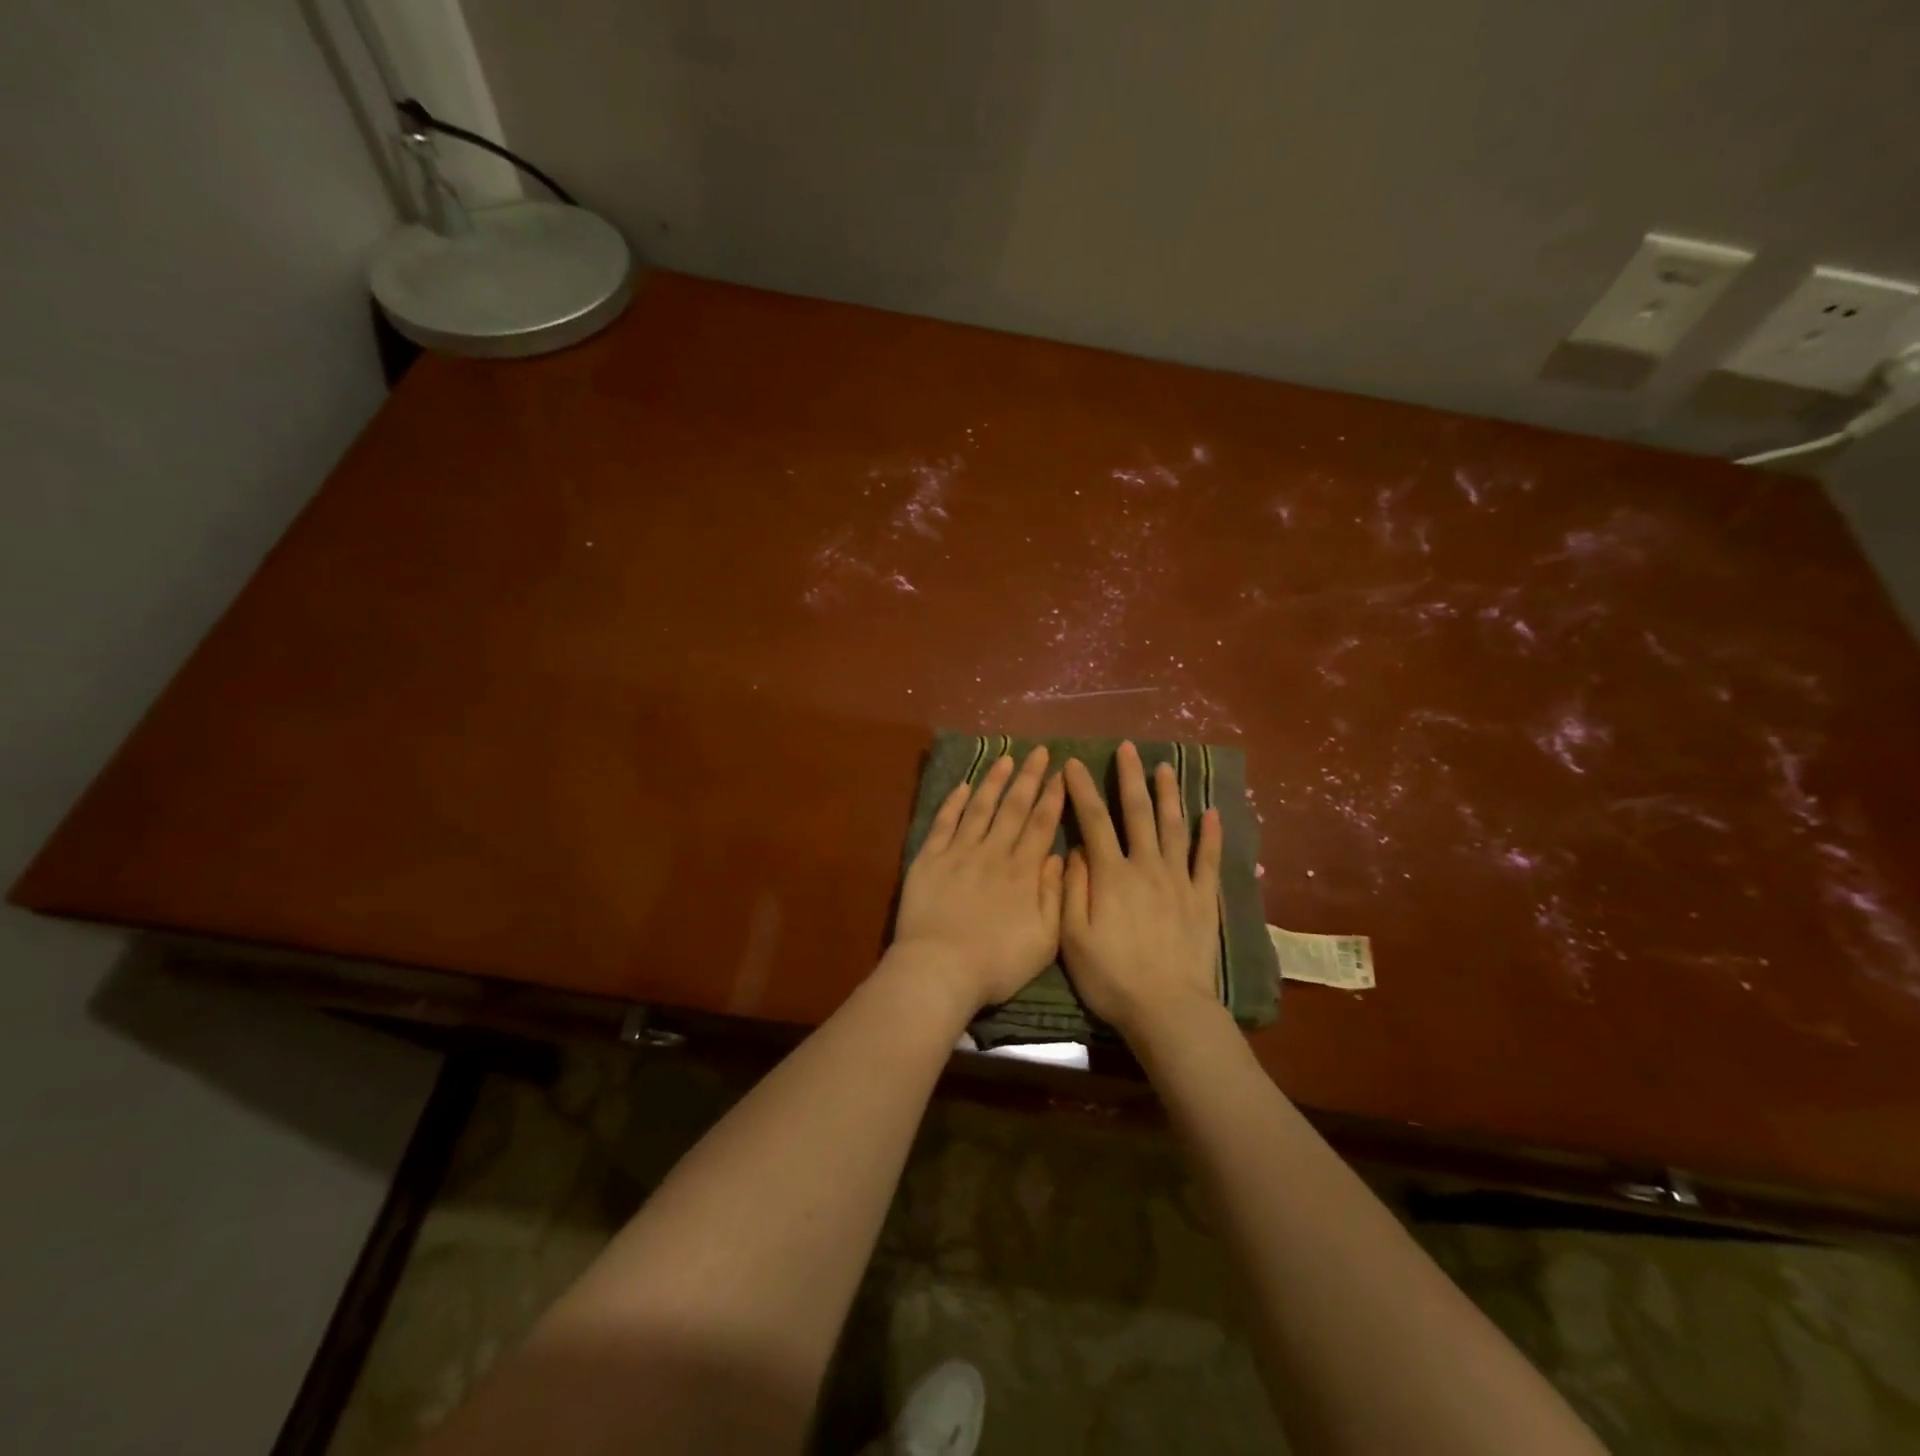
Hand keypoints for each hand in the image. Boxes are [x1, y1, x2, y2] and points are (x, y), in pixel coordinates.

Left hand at [892, 746, 1065, 1012]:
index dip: (1053, 797)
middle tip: (1039, 752)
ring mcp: (959, 852)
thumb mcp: (1044, 939)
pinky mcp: (929, 859)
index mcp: (1023, 872)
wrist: (940, 969)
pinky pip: (944, 822)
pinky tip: (963, 786)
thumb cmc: (997, 962)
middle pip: (1013, 808)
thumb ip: (1054, 894)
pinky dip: (954, 802)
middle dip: (1029, 778)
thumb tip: (1057, 855)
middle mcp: (993, 853)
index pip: (1041, 824)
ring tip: (1005, 758)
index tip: (1062, 773)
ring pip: (980, 808)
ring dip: (994, 781)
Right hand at [1060, 741, 1223, 1042]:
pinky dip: (1211, 835)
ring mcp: (1179, 881)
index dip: (1082, 790)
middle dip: (1130, 778)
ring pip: (1174, 827)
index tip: (1073, 763)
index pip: (1094, 821)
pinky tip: (1211, 813)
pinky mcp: (1204, 900)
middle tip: (1128, 748)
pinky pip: (1208, 860)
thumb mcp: (1073, 937)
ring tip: (1165, 767)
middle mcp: (1146, 867)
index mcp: (1111, 875)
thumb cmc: (1112, 977)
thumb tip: (1077, 851)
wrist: (1168, 1009)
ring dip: (1168, 795)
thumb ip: (1072, 889)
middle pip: (1138, 813)